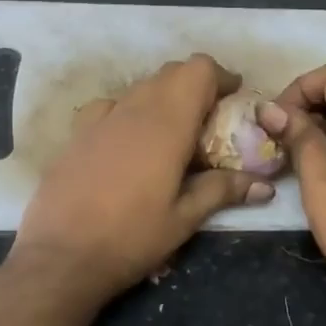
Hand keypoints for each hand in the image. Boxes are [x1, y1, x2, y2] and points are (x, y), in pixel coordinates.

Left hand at [9, 54, 273, 308]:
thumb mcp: (184, 219)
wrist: (60, 256)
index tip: (233, 98)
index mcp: (167, 123)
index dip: (219, 76)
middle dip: (195, 87)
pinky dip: (130, 112)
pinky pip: (111, 106)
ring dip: (164, 98)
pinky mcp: (77, 132)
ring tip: (173, 136)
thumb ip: (222, 190)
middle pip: (171, 73)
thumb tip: (264, 185)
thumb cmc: (131, 237)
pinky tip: (129, 143)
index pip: (197, 69)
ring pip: (141, 87)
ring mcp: (100, 117)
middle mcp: (133, 108)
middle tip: (210, 121)